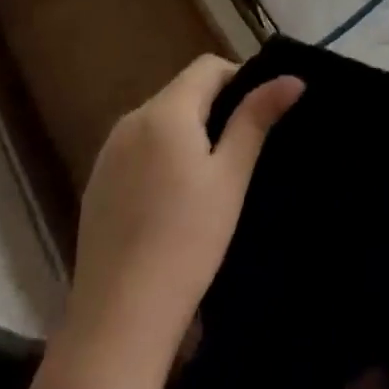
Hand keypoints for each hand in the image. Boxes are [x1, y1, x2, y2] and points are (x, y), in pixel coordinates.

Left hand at [68, 55, 303, 355]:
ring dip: (188, 131)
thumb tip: (293, 78)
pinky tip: (172, 201)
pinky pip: (138, 148)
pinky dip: (161, 155)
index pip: (208, 67)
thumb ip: (256, 119)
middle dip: (214, 107)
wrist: (118, 321)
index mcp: (164, 111)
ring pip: (159, 120)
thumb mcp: (231, 177)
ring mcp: (107, 153)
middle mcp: (130, 120)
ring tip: (210, 178)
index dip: (239, 79)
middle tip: (241, 151)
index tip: (258, 116)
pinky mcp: (95, 184)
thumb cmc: (187, 241)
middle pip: (182, 91)